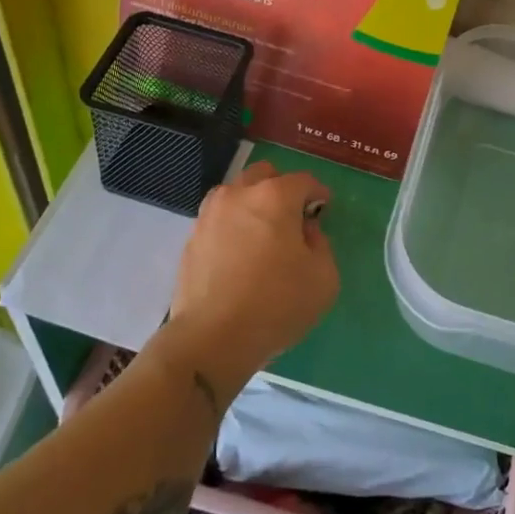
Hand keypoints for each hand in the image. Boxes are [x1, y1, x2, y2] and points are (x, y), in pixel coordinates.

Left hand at [160, 161, 338, 394]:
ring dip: (252, 204)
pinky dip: (232, 227)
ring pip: (236, 194)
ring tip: (262, 235)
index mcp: (275, 197)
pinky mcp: (191, 239)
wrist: (212, 338)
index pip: (303, 181)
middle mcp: (239, 195)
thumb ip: (320, 243)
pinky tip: (239, 255)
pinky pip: (218, 220)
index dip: (318, 193)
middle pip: (264, 175)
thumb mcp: (323, 277)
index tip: (323, 209)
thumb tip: (304, 230)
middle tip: (292, 218)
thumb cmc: (277, 304)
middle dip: (282, 189)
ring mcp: (209, 215)